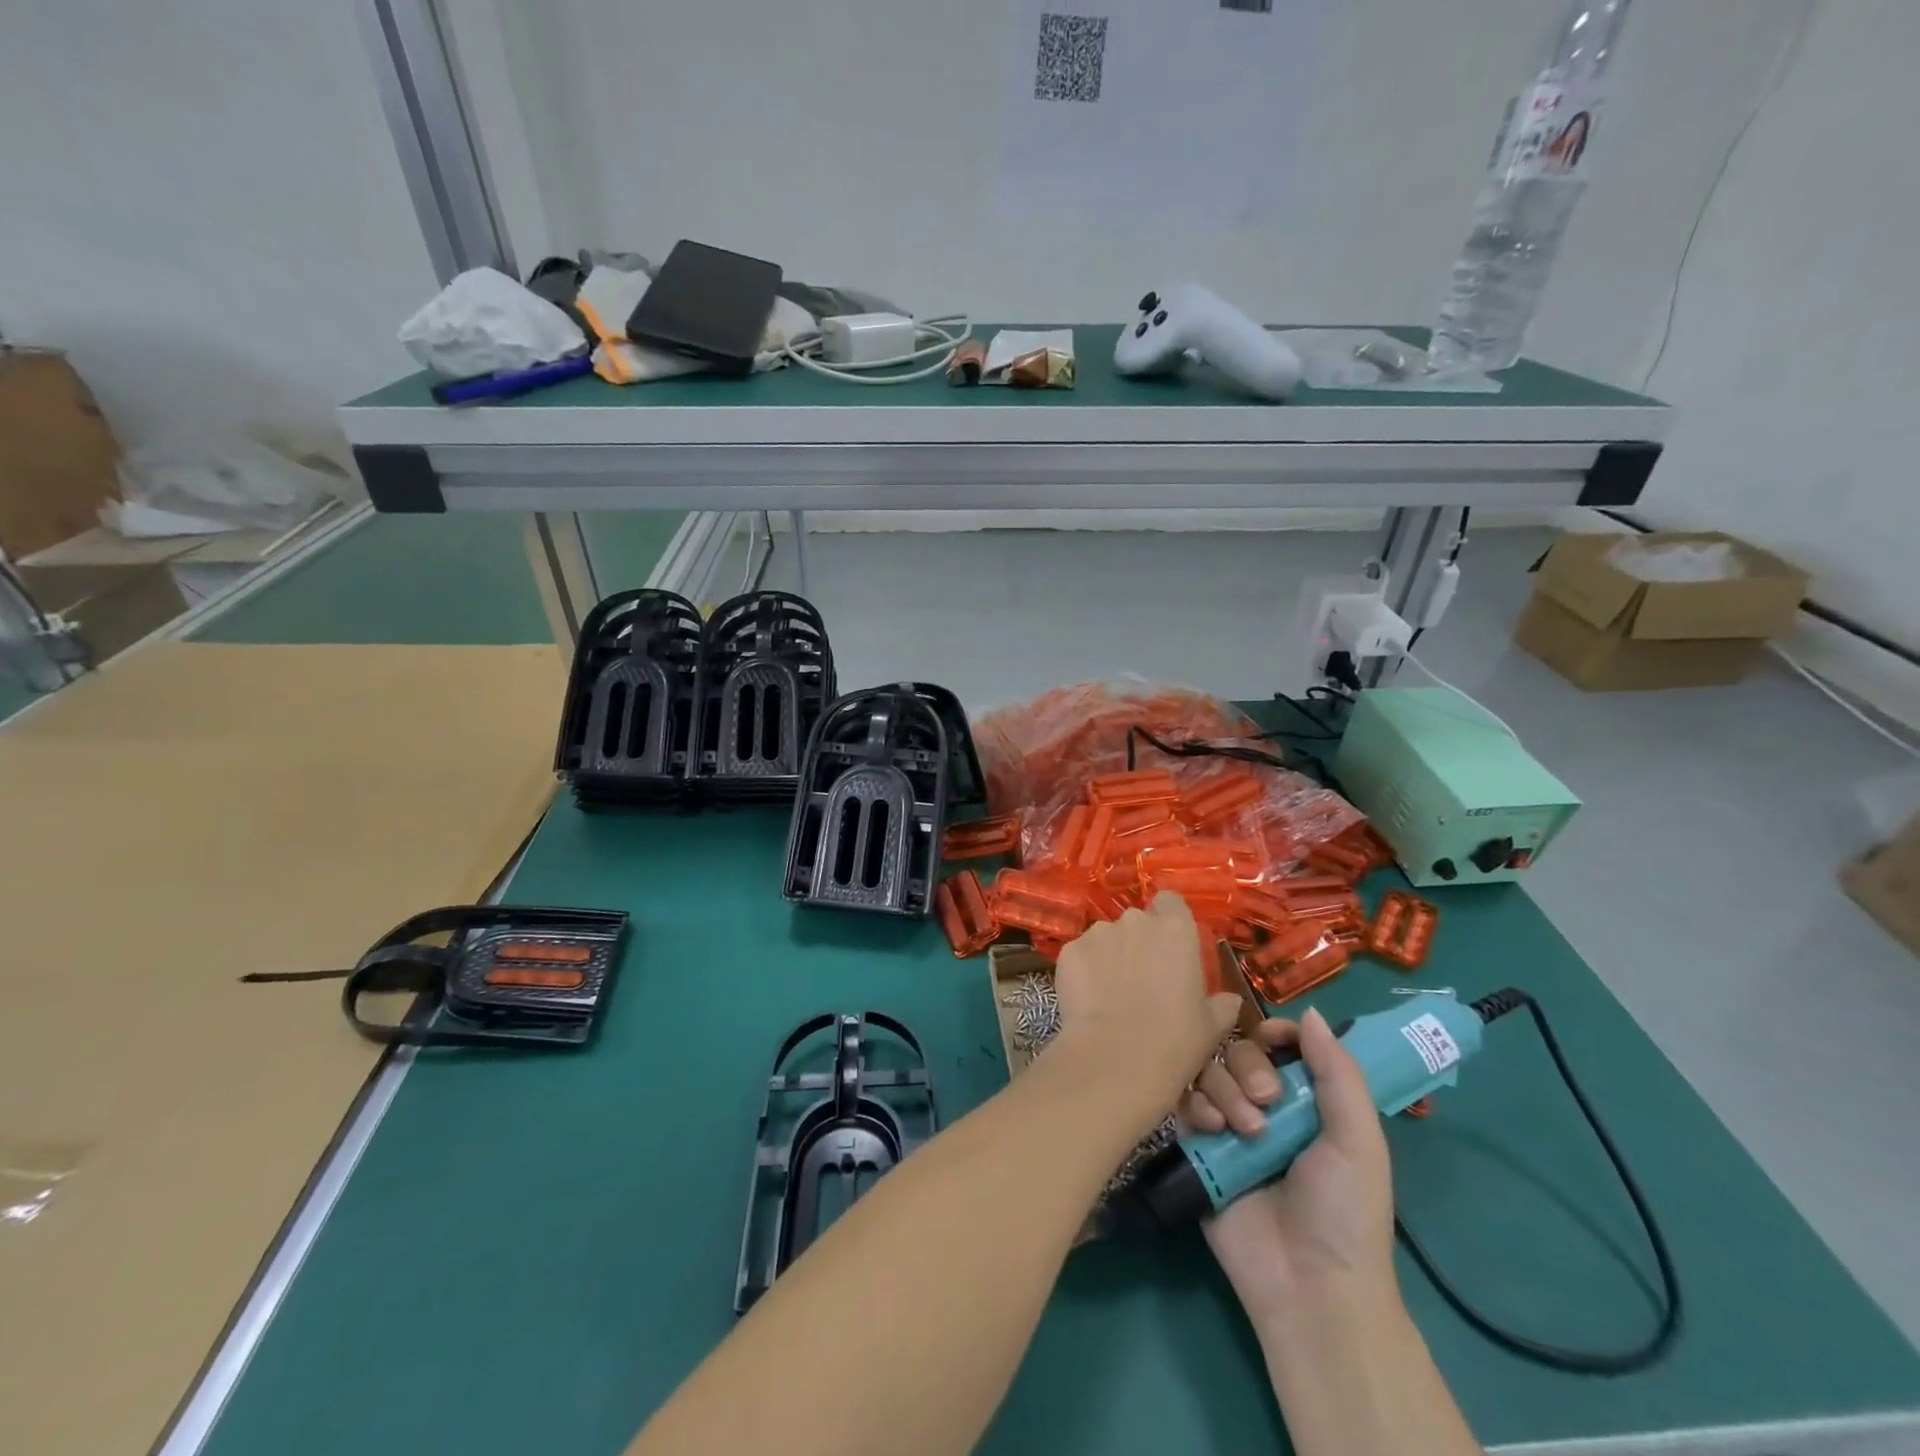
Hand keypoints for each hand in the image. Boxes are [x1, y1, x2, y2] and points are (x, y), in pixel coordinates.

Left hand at [1052, 892, 1241, 1121]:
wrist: (1117, 1059)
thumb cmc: (1175, 1040)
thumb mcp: (1212, 1026)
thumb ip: (1221, 1004)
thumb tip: (1228, 1000)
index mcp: (1175, 929)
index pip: (1170, 902)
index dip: (1168, 918)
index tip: (1169, 945)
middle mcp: (1135, 921)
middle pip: (1136, 922)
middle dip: (1137, 943)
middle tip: (1141, 980)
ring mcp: (1098, 933)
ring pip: (1105, 938)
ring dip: (1109, 957)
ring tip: (1110, 994)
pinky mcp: (1069, 951)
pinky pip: (1080, 955)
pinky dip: (1084, 971)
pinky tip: (1088, 1001)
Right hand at [1179, 1007, 1396, 1319]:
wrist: (1308, 1287)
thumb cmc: (1344, 1211)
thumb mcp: (1359, 1141)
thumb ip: (1338, 1073)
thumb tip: (1309, 1011)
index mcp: (1306, 1101)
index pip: (1279, 1044)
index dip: (1273, 1033)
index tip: (1271, 1038)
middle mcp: (1263, 1106)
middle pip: (1237, 1051)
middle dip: (1248, 1067)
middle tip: (1266, 1103)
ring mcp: (1227, 1126)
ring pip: (1207, 1072)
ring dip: (1223, 1089)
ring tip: (1241, 1130)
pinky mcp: (1196, 1148)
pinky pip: (1181, 1104)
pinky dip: (1194, 1107)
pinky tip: (1211, 1130)